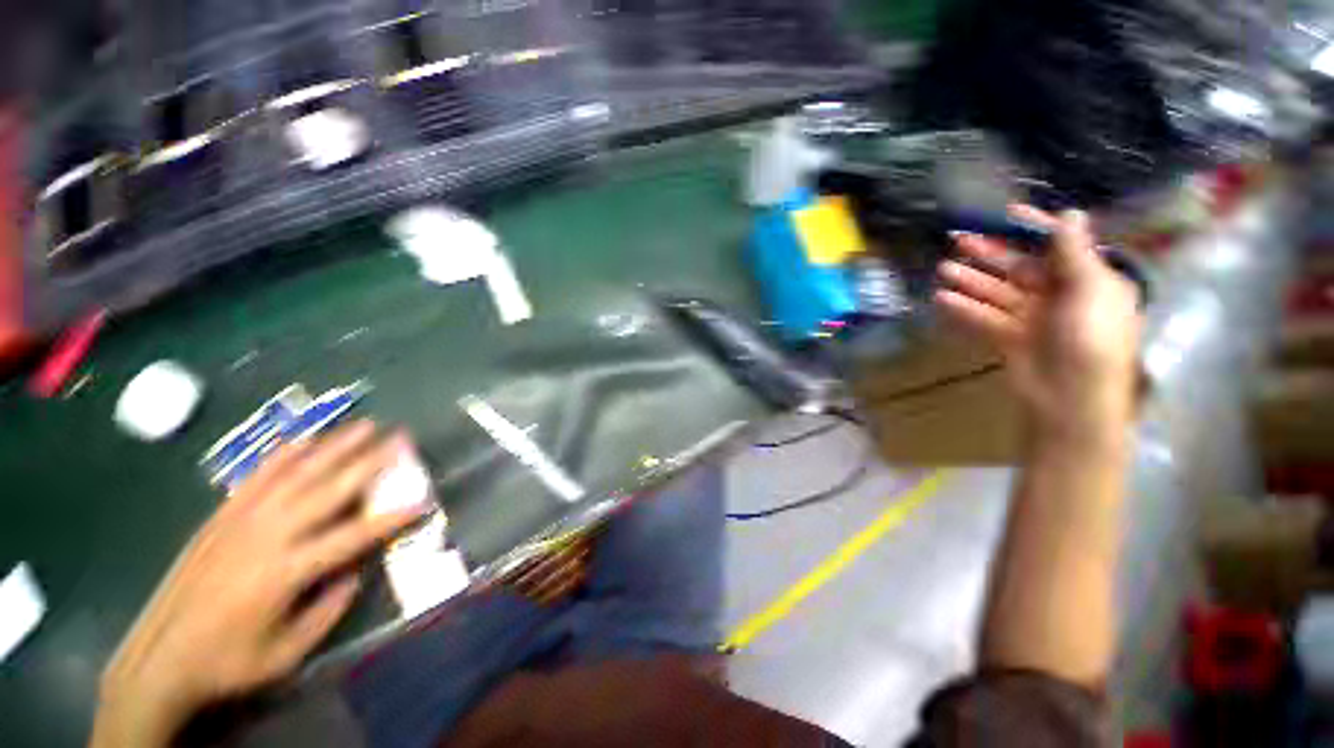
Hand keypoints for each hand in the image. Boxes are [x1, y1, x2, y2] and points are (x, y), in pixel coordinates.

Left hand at [91, 421, 428, 747]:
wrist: (158, 659)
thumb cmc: (227, 663)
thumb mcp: (286, 654)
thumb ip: (328, 611)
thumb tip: (354, 574)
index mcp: (285, 572)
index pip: (353, 536)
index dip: (392, 517)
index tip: (423, 499)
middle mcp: (267, 536)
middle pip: (329, 490)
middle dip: (370, 461)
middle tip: (400, 439)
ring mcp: (241, 521)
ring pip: (297, 474)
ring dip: (334, 447)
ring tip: (364, 425)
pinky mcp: (221, 517)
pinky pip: (258, 477)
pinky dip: (283, 455)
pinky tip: (303, 439)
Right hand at [935, 207, 1141, 441]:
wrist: (1069, 401)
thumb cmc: (1090, 342)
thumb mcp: (1090, 292)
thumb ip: (1075, 254)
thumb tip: (1070, 213)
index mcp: (1089, 281)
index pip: (1061, 246)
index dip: (1035, 228)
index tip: (1007, 214)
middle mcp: (1062, 295)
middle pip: (1022, 266)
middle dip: (992, 252)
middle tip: (958, 239)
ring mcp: (1033, 318)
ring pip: (998, 291)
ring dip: (972, 280)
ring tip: (943, 270)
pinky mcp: (1009, 337)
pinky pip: (985, 316)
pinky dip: (965, 308)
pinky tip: (943, 298)